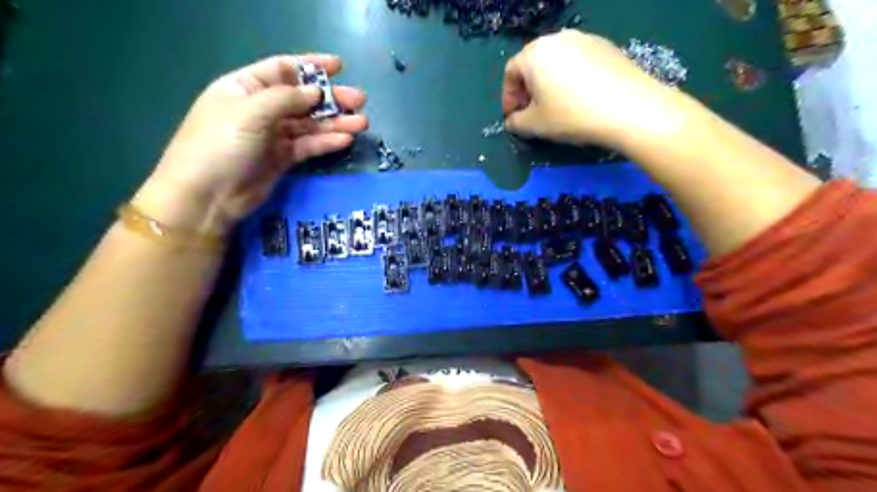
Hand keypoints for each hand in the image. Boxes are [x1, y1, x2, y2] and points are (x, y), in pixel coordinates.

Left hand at [130, 54, 366, 233]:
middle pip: (302, 98)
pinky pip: (309, 145)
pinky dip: (326, 142)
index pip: (283, 70)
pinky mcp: (283, 159)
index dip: (311, 66)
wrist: (207, 196)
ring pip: (310, 124)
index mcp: (245, 88)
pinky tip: (345, 140)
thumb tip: (316, 92)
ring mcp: (272, 135)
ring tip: (362, 123)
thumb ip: (285, 99)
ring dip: (335, 122)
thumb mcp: (249, 113)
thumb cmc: (220, 145)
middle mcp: (261, 109)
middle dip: (331, 98)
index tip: (339, 66)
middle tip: (359, 100)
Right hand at [504, 31, 696, 147]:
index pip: (511, 72)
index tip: (513, 117)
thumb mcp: (534, 126)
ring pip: (557, 62)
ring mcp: (585, 39)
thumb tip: (512, 121)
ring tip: (556, 106)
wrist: (629, 108)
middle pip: (534, 63)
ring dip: (549, 83)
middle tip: (532, 112)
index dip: (508, 97)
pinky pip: (579, 62)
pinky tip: (580, 99)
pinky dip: (571, 79)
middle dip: (528, 89)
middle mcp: (558, 39)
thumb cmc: (571, 115)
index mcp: (535, 53)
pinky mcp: (607, 47)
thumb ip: (516, 123)